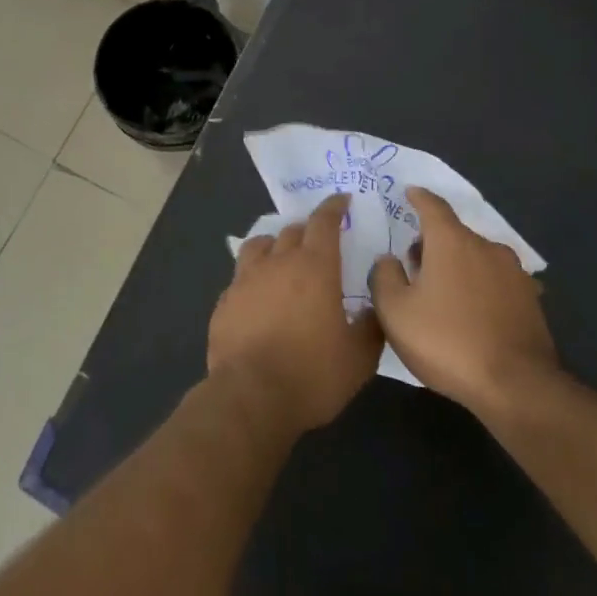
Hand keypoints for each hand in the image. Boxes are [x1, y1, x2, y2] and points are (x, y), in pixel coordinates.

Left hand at [210, 194, 382, 433]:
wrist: (251, 394)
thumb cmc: (312, 374)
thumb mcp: (358, 358)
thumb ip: (370, 326)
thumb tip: (371, 307)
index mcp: (314, 267)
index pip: (324, 223)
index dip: (333, 208)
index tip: (341, 201)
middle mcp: (278, 262)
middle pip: (292, 231)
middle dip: (307, 230)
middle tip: (318, 241)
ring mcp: (246, 279)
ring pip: (260, 245)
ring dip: (275, 245)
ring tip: (283, 257)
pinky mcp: (225, 300)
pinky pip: (241, 275)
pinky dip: (254, 276)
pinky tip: (259, 294)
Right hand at [369, 187, 558, 419]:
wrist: (517, 387)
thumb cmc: (446, 341)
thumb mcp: (395, 311)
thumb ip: (385, 276)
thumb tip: (389, 259)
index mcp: (452, 241)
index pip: (432, 206)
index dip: (418, 198)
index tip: (409, 192)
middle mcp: (486, 247)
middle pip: (455, 233)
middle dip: (433, 242)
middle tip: (413, 261)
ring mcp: (514, 274)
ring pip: (477, 258)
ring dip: (458, 265)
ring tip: (442, 290)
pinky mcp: (531, 301)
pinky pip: (497, 282)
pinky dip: (480, 287)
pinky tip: (472, 311)